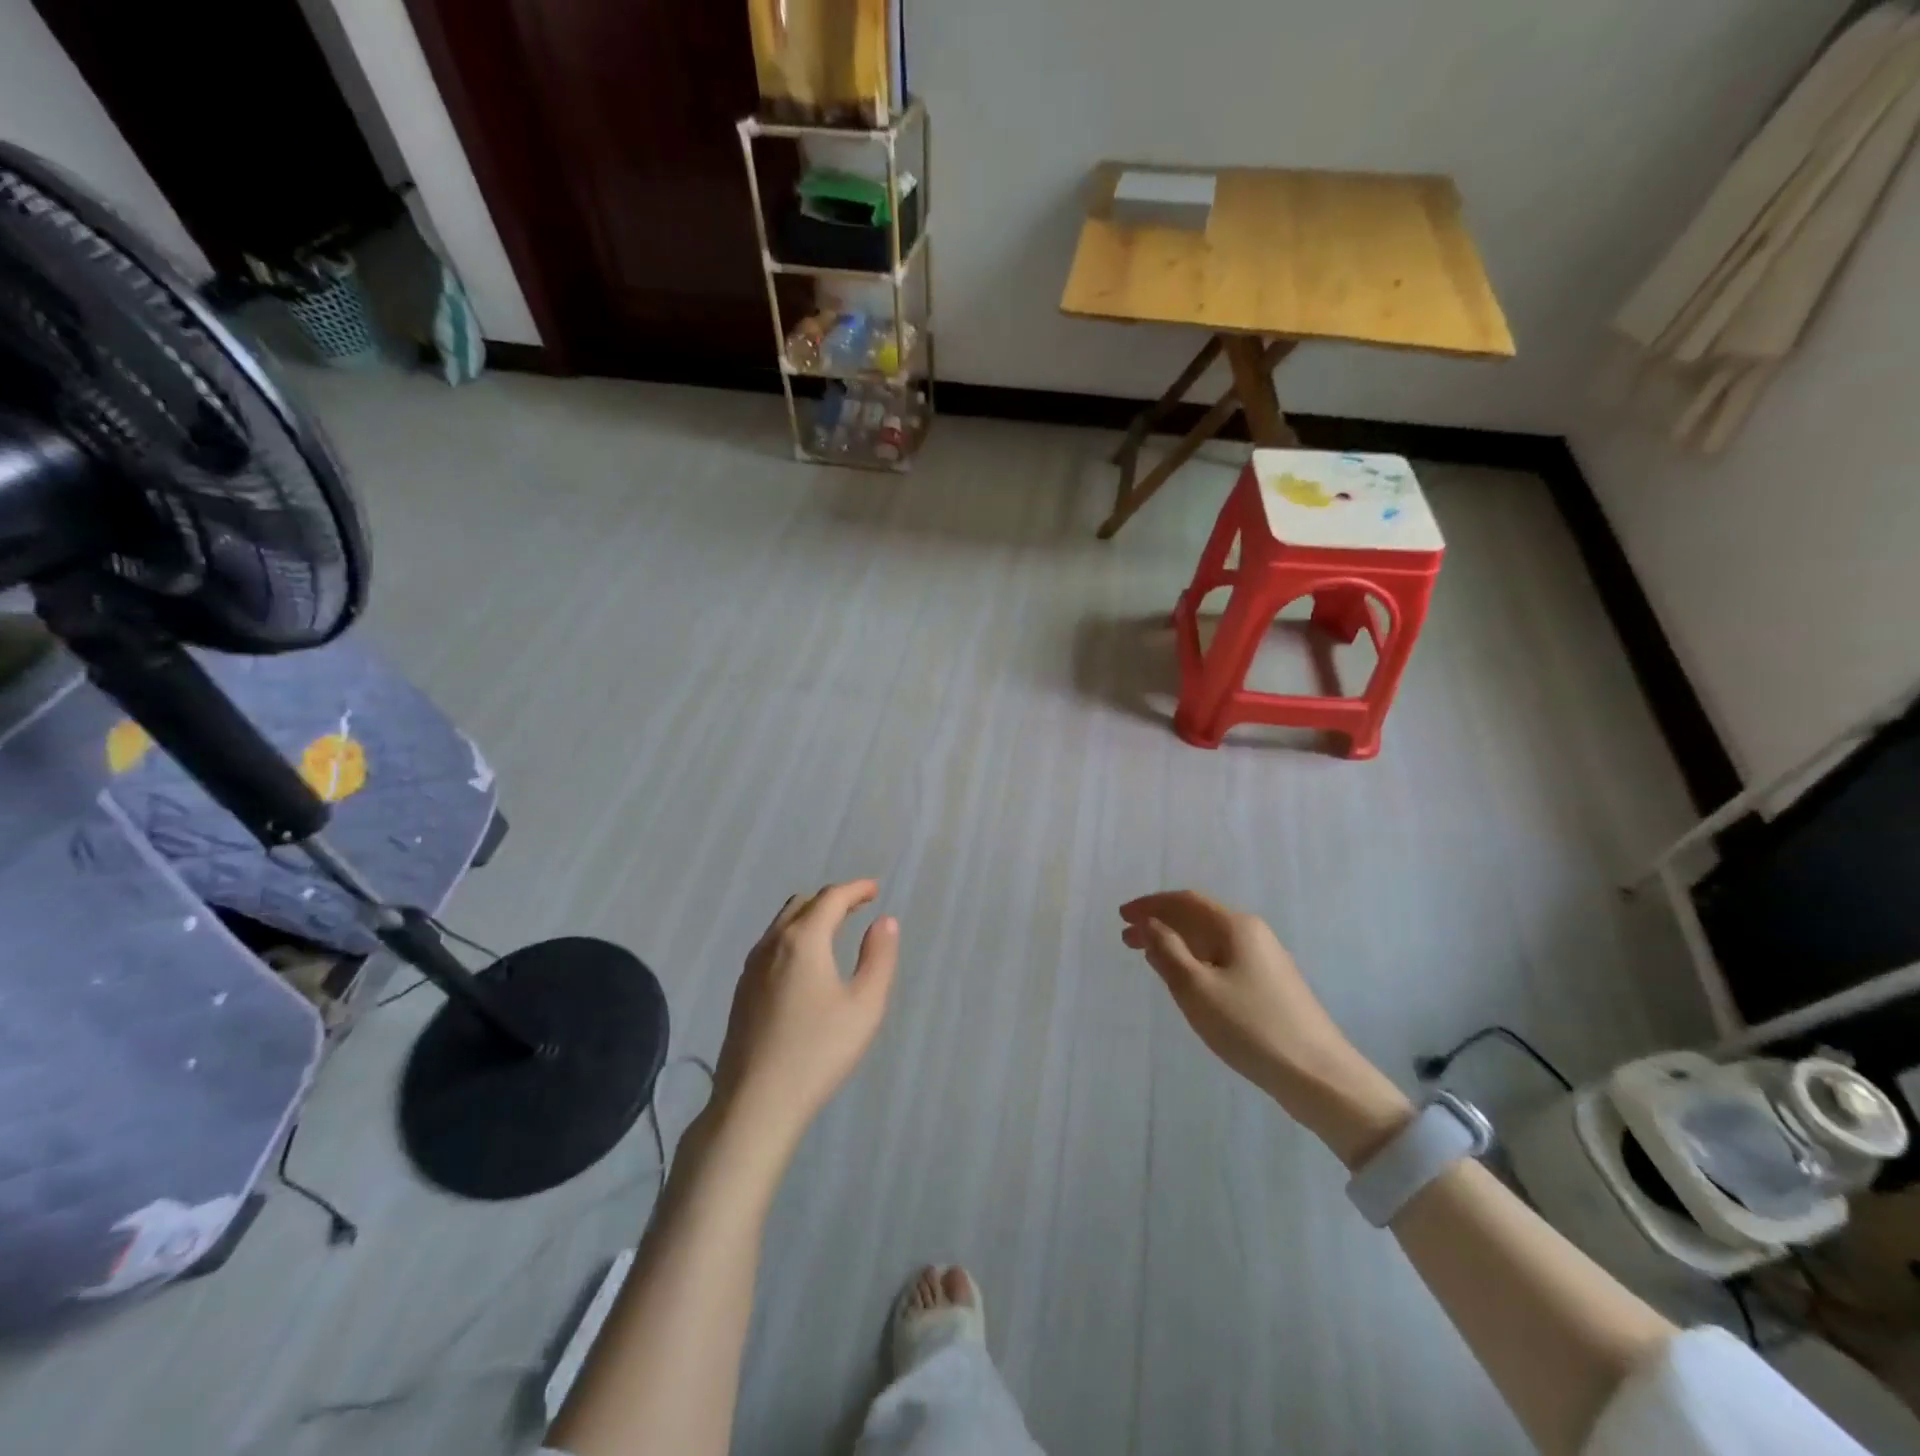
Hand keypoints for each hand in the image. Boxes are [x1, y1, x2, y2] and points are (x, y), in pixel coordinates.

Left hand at [712, 880, 899, 1147]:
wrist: (756, 1103)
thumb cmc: (818, 1051)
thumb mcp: (865, 1005)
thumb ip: (879, 957)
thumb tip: (884, 921)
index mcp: (803, 940)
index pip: (831, 898)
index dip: (855, 889)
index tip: (875, 889)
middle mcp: (772, 944)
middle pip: (802, 904)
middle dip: (832, 899)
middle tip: (858, 907)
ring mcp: (751, 968)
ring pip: (781, 924)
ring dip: (810, 917)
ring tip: (834, 930)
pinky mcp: (741, 992)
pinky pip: (770, 946)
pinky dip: (793, 937)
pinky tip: (804, 963)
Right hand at [1120, 890, 1350, 1092]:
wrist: (1318, 1075)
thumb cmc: (1250, 1026)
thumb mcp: (1196, 988)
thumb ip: (1167, 951)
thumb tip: (1149, 924)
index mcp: (1235, 926)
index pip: (1184, 901)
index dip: (1150, 905)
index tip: (1121, 916)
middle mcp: (1252, 933)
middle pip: (1198, 917)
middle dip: (1160, 923)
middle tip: (1126, 938)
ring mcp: (1265, 959)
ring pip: (1210, 939)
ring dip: (1176, 943)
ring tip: (1149, 957)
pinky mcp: (1271, 985)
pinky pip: (1222, 958)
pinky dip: (1195, 959)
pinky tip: (1186, 979)